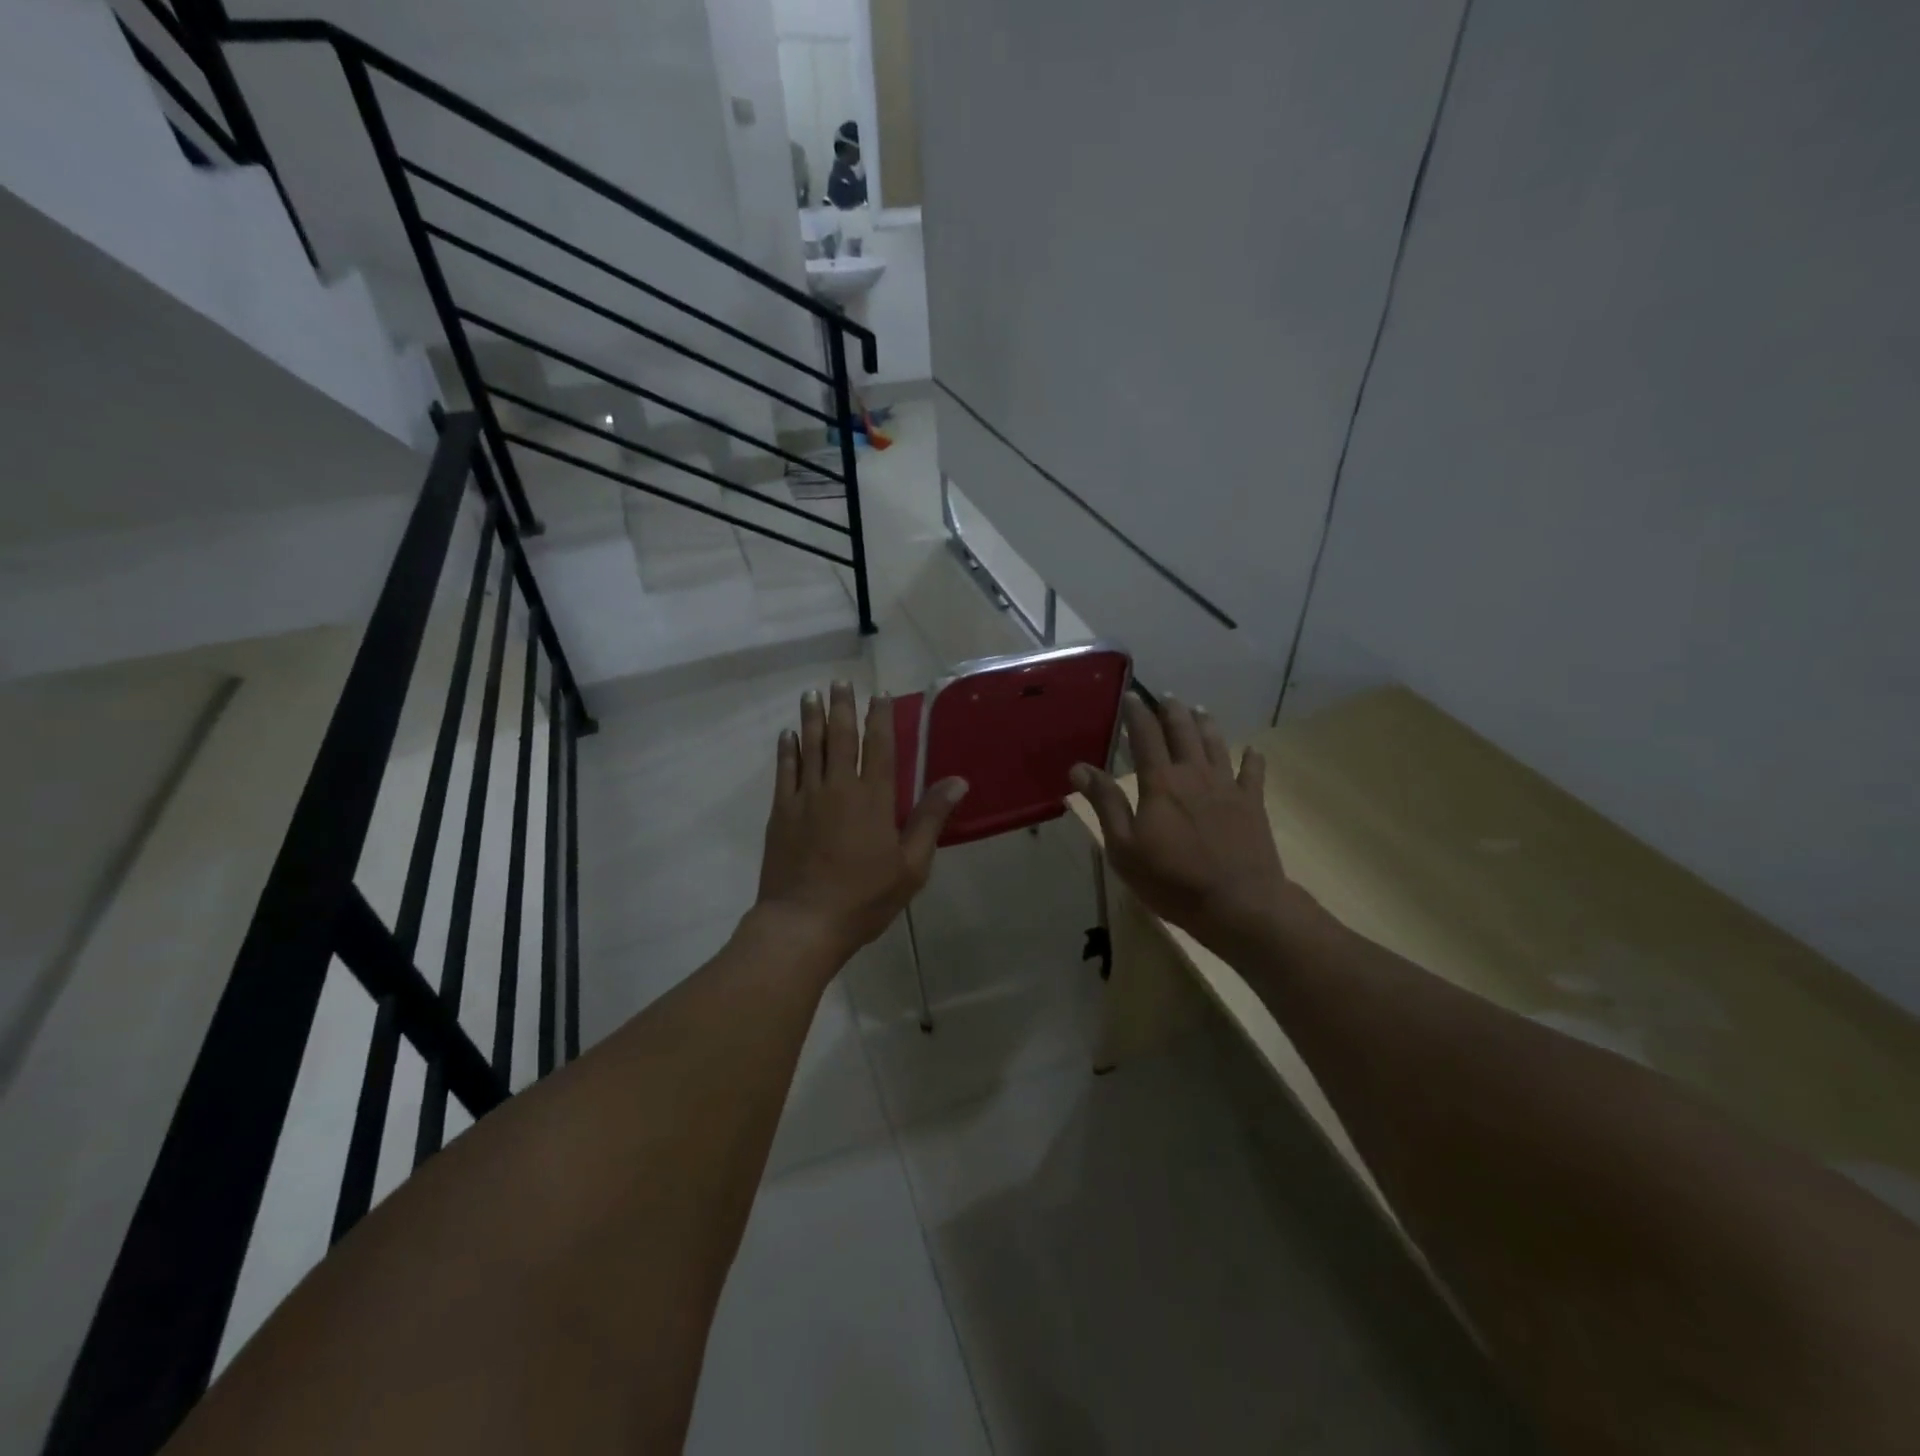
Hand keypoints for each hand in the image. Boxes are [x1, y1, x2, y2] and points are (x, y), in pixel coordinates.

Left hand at [756, 681, 967, 960]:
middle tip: (840, 682)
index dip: (880, 718)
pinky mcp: (781, 812)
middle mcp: (838, 787)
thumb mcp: (911, 865)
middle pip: (840, 737)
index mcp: (873, 798)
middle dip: (842, 707)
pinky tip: (787, 735)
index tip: (879, 695)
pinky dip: (787, 750)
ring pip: (810, 747)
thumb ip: (930, 819)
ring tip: (812, 694)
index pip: (879, 746)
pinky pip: (784, 772)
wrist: (804, 922)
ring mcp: (805, 798)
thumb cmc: (864, 897)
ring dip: (811, 719)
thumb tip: (957, 781)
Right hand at [1072, 696, 1295, 958]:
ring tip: (1200, 709)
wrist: (1239, 903)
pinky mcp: (1252, 805)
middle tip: (1167, 696)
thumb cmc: (1172, 880)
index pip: (1145, 737)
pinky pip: (1253, 774)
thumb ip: (1105, 803)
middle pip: (1183, 732)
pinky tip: (1252, 751)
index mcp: (1160, 783)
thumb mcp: (1124, 847)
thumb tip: (1079, 768)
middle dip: (1173, 711)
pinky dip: (1252, 759)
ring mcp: (1227, 787)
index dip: (1136, 714)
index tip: (1130, 696)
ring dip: (1206, 725)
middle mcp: (1194, 774)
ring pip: (1216, 745)